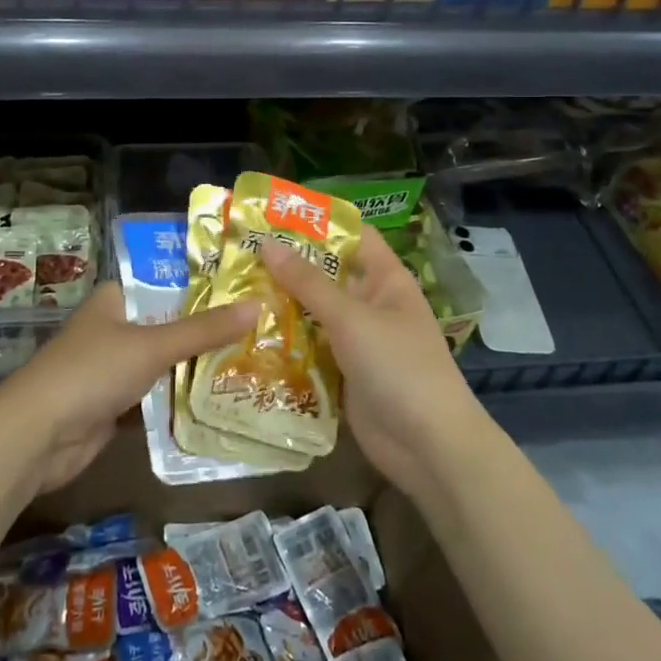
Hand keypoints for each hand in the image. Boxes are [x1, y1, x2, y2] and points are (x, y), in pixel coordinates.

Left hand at [0, 282, 259, 494]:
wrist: (37, 436)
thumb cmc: (91, 372)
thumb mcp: (151, 346)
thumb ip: (203, 330)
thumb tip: (256, 305)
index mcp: (116, 298)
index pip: (167, 281)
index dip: (205, 285)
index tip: (248, 287)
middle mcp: (115, 326)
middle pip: (170, 324)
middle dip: (208, 331)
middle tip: (262, 328)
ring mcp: (114, 367)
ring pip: (165, 362)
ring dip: (198, 367)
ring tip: (254, 361)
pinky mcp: (115, 404)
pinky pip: (157, 396)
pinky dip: (181, 399)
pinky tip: (221, 399)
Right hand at [262, 226, 482, 502]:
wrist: (428, 447)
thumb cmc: (399, 367)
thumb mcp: (351, 318)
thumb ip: (308, 282)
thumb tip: (267, 243)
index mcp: (385, 278)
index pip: (352, 235)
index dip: (318, 221)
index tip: (273, 213)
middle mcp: (370, 303)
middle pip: (325, 274)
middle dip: (287, 264)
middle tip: (239, 251)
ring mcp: (356, 339)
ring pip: (312, 312)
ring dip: (280, 303)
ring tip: (232, 287)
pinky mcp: (341, 371)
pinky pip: (309, 347)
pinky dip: (284, 340)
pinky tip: (246, 332)